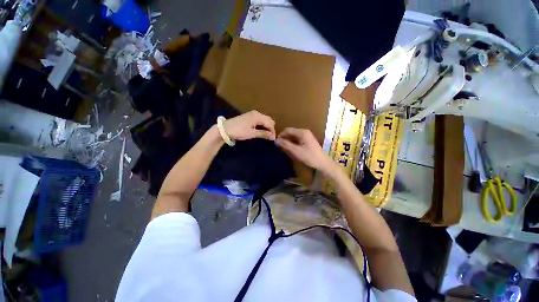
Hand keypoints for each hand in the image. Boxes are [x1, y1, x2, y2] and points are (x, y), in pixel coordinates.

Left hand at [223, 110, 275, 140]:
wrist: (225, 129)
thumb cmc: (239, 131)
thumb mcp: (252, 133)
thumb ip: (263, 134)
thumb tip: (273, 137)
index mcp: (257, 116)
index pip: (270, 123)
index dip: (272, 131)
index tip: (273, 139)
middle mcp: (256, 113)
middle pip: (268, 120)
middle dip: (271, 128)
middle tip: (270, 137)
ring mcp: (252, 114)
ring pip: (264, 119)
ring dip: (267, 126)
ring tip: (267, 134)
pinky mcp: (249, 116)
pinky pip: (260, 119)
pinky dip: (262, 124)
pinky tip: (261, 130)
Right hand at [276, 128, 334, 172]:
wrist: (323, 163)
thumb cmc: (310, 156)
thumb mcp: (296, 151)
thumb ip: (286, 145)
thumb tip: (276, 140)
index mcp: (302, 132)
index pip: (288, 130)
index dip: (280, 135)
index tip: (275, 142)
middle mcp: (304, 132)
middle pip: (291, 132)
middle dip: (284, 138)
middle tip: (278, 146)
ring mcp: (306, 136)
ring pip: (293, 136)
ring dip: (288, 141)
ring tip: (282, 148)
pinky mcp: (307, 141)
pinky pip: (297, 139)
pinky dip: (292, 143)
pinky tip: (289, 149)